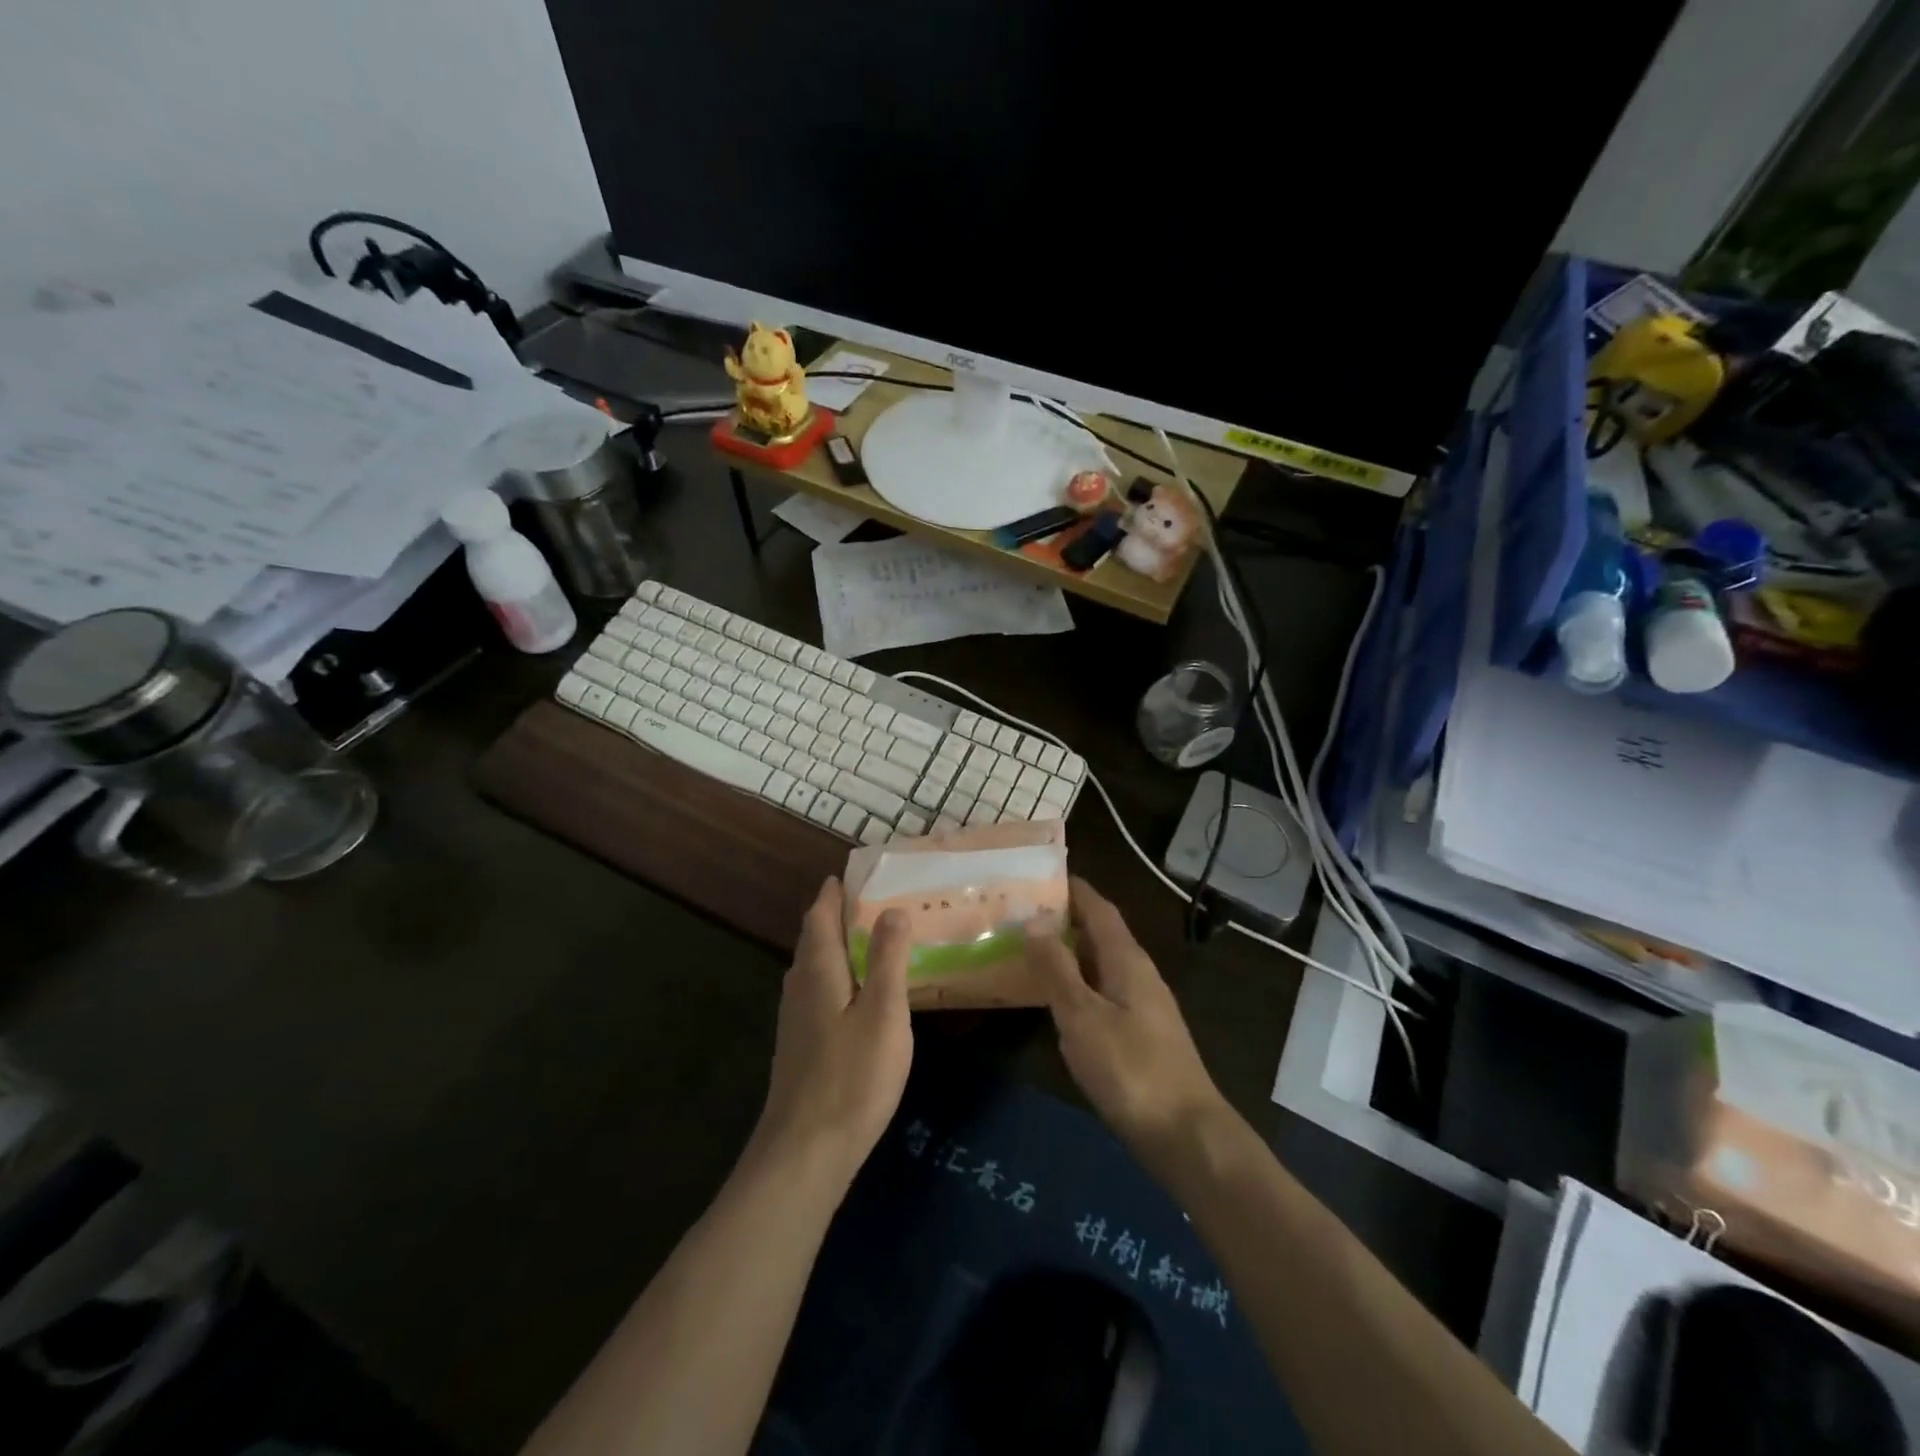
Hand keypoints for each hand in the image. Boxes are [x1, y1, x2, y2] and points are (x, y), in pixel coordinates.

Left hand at [751, 879, 913, 1191]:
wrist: (805, 1152)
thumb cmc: (852, 1076)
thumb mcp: (884, 1012)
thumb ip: (888, 958)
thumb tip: (891, 909)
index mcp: (819, 971)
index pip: (820, 917)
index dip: (832, 894)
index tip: (847, 875)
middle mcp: (799, 988)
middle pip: (813, 940)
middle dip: (834, 917)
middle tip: (867, 903)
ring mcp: (794, 1020)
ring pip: (813, 969)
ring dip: (834, 947)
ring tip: (865, 941)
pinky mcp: (799, 1047)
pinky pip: (815, 993)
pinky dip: (835, 977)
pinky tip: (853, 995)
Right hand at [1026, 878, 1228, 1168]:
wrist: (1186, 1135)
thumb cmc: (1130, 1069)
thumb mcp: (1082, 1016)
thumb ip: (1057, 968)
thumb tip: (1034, 920)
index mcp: (1127, 960)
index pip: (1099, 908)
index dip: (1073, 889)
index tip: (1039, 874)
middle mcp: (1139, 974)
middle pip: (1100, 934)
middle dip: (1064, 919)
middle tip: (1020, 913)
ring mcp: (1143, 1006)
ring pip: (1100, 965)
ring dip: (1068, 953)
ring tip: (1028, 950)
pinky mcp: (1141, 1035)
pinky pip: (1102, 993)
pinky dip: (1076, 985)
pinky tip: (1055, 1001)